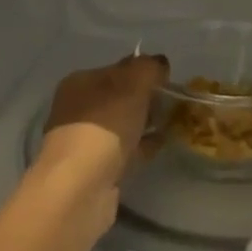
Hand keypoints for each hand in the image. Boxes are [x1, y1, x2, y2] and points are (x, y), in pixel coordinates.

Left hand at [38, 54, 169, 196]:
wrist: (81, 186)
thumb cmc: (104, 126)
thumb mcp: (132, 85)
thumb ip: (148, 68)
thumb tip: (159, 63)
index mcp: (80, 83)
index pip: (116, 69)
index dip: (142, 71)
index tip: (167, 78)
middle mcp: (77, 109)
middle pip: (119, 97)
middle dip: (146, 98)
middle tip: (174, 101)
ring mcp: (85, 141)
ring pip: (123, 124)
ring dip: (146, 122)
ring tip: (174, 121)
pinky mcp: (96, 169)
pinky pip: (126, 149)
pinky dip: (143, 145)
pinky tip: (162, 143)